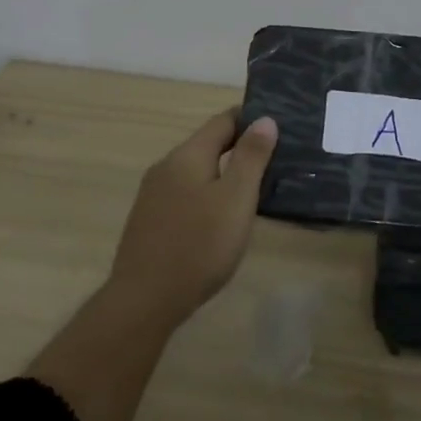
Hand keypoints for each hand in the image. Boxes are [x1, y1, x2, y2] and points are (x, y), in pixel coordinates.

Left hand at [107, 109, 278, 329]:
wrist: (143, 301)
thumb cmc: (199, 246)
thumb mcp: (236, 199)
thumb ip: (251, 157)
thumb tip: (264, 119)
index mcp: (187, 155)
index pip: (223, 121)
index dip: (250, 119)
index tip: (277, 127)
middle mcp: (166, 166)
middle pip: (207, 145)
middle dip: (238, 148)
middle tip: (273, 161)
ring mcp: (153, 195)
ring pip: (195, 172)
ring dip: (222, 174)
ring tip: (252, 191)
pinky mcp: (149, 221)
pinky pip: (184, 195)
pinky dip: (206, 196)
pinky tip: (218, 219)